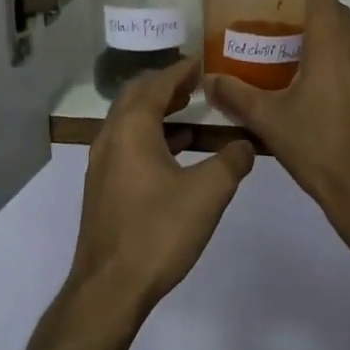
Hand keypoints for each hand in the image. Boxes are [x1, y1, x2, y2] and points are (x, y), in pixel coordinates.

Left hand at [70, 57, 254, 314]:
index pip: (157, 84)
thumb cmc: (158, 232)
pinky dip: (152, 136)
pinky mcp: (103, 189)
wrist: (109, 288)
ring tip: (190, 110)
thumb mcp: (208, 193)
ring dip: (158, 111)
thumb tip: (247, 144)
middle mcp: (110, 138)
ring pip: (130, 122)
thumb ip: (232, 162)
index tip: (203, 61)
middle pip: (136, 97)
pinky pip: (128, 145)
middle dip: (166, 85)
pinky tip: (176, 151)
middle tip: (195, 82)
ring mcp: (102, 165)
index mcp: (131, 129)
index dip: (181, 71)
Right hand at [205, 0, 349, 245]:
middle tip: (283, 40)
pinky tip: (335, 98)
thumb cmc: (318, 150)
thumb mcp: (270, 122)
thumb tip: (209, 79)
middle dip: (310, 17)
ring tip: (306, 75)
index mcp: (330, 43)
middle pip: (333, 13)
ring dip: (330, 44)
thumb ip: (236, 95)